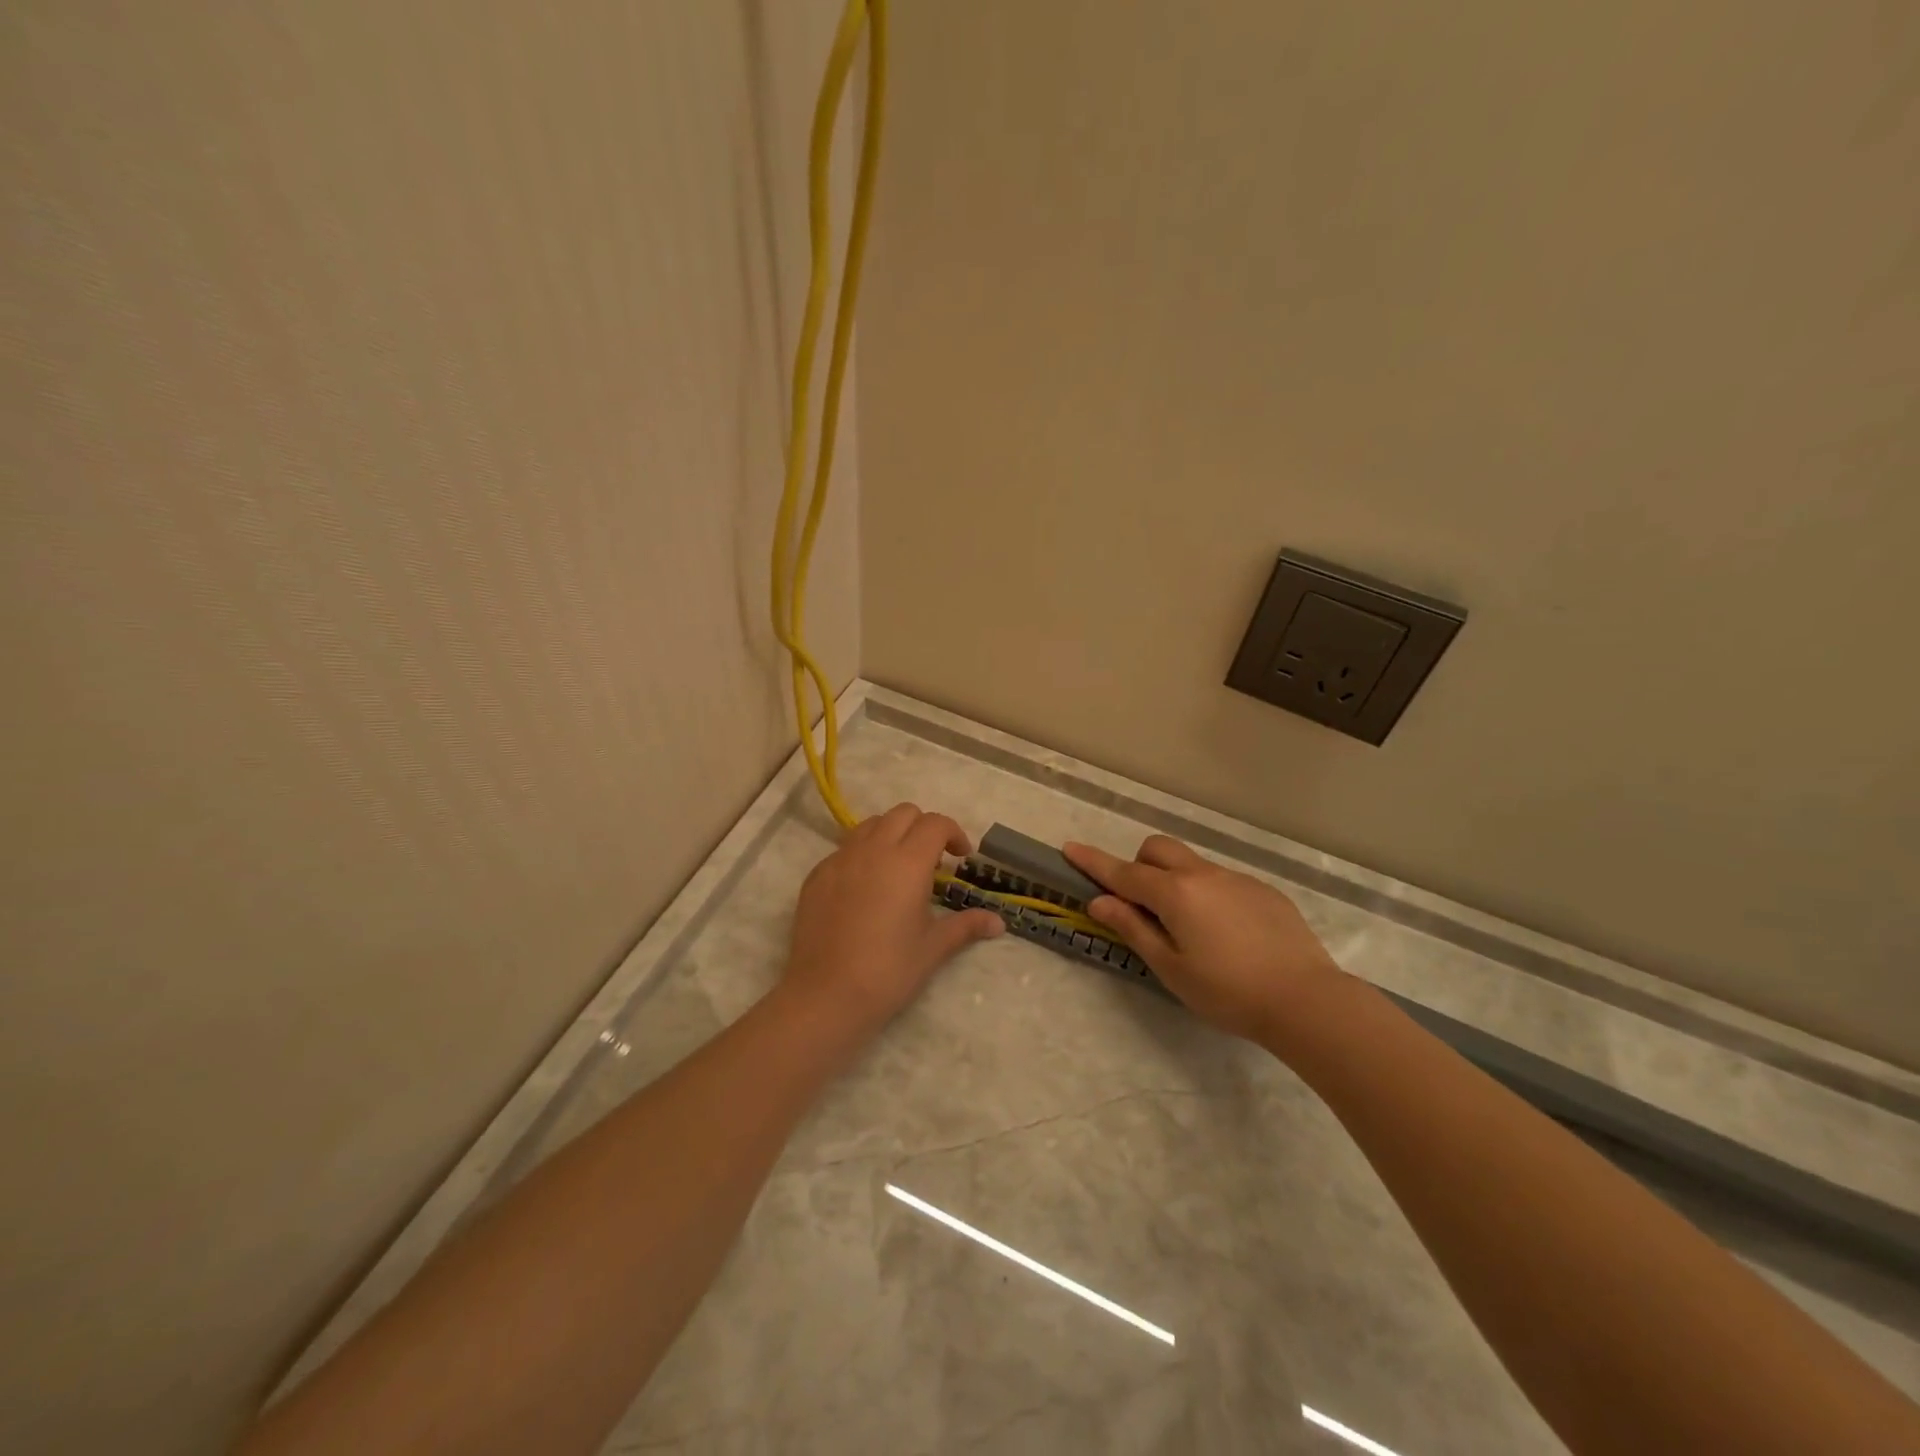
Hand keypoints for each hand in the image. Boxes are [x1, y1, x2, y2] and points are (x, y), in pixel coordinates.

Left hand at [781, 803, 1003, 1031]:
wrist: (825, 995)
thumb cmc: (888, 971)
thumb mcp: (933, 948)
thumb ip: (966, 926)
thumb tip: (999, 923)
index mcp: (907, 862)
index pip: (935, 824)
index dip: (954, 833)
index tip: (961, 858)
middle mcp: (873, 850)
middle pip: (903, 813)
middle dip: (923, 827)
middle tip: (932, 861)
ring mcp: (840, 860)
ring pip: (870, 824)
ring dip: (891, 834)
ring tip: (897, 868)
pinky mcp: (816, 875)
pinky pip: (844, 849)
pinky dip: (862, 854)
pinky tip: (865, 889)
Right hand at [1063, 835, 1342, 1042]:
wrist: (1306, 1000)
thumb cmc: (1227, 991)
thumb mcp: (1171, 968)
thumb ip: (1133, 929)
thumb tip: (1100, 901)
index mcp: (1175, 893)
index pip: (1123, 871)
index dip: (1093, 861)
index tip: (1069, 848)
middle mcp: (1203, 875)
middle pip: (1158, 850)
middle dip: (1138, 865)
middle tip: (1140, 905)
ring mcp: (1237, 879)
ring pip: (1191, 864)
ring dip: (1174, 880)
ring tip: (1188, 928)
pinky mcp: (1263, 891)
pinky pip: (1221, 880)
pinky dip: (1206, 894)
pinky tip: (1227, 935)